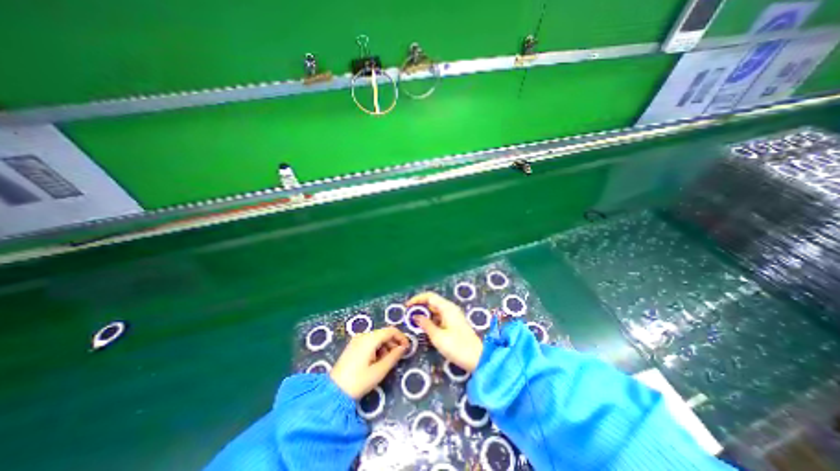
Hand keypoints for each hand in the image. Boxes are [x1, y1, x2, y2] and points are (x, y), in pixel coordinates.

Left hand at [329, 325, 407, 398]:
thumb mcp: (379, 371)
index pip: (390, 330)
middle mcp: (363, 335)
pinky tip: (377, 361)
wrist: (333, 392)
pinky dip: (377, 349)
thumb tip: (403, 348)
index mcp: (370, 339)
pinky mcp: (353, 346)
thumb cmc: (358, 381)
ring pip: (377, 338)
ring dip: (385, 347)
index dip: (401, 337)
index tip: (407, 348)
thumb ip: (394, 357)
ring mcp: (357, 340)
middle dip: (393, 343)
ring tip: (387, 362)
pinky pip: (370, 342)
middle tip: (398, 357)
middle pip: (384, 333)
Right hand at [405, 290, 482, 371]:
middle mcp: (450, 308)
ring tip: (414, 322)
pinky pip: (439, 317)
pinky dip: (431, 320)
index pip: (429, 296)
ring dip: (425, 314)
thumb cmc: (457, 347)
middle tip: (408, 316)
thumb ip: (426, 324)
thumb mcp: (438, 337)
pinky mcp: (454, 323)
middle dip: (420, 307)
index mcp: (447, 308)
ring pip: (435, 310)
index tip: (406, 307)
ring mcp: (453, 316)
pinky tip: (425, 327)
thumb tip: (415, 316)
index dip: (417, 299)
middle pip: (432, 302)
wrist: (478, 358)